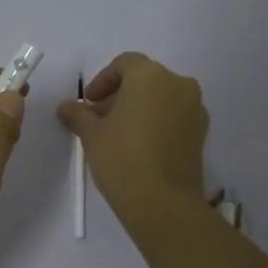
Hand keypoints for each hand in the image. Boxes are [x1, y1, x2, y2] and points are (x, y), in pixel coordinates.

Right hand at [56, 52, 208, 231]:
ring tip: (119, 134)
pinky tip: (140, 145)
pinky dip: (157, 122)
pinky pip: (175, 116)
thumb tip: (65, 106)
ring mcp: (195, 108)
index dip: (103, 81)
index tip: (88, 103)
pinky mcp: (202, 132)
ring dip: (140, 108)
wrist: (163, 202)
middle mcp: (178, 83)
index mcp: (150, 75)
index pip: (124, 64)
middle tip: (99, 120)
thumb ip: (78, 114)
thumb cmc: (122, 158)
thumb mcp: (92, 134)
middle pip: (145, 80)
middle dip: (120, 95)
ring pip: (162, 98)